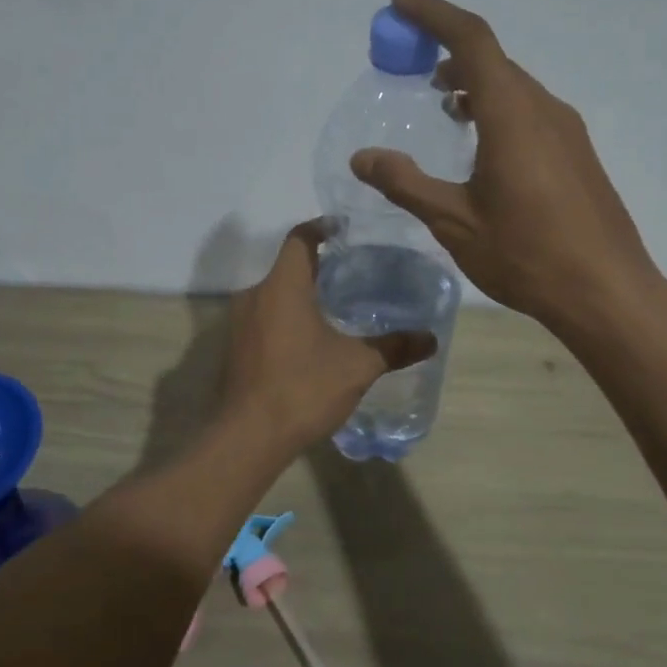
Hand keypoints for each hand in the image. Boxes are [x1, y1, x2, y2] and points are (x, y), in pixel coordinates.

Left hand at [220, 220, 436, 453]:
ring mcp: (239, 324)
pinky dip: (286, 320)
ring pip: (274, 296)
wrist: (249, 437)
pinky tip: (309, 343)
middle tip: (350, 275)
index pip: (300, 239)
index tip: (342, 229)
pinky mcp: (235, 349)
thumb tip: (431, 339)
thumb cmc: (303, 388)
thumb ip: (393, 348)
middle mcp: (255, 296)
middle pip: (287, 268)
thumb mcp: (357, 367)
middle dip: (317, 268)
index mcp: (283, 286)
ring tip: (334, 309)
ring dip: (300, 297)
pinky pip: (264, 320)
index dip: (321, 228)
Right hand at [350, 0, 659, 334]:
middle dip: (449, 49)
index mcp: (512, 114)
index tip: (399, 3)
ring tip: (442, 99)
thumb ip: (406, 184)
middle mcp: (543, 109)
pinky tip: (481, 141)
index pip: (472, 40)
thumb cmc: (526, 254)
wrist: (606, 291)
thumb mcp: (454, 222)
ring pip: (514, 87)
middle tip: (411, 61)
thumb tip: (362, 157)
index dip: (435, 14)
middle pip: (493, 59)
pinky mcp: (577, 154)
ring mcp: (567, 131)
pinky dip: (497, 107)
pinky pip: (530, 111)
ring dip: (475, 82)